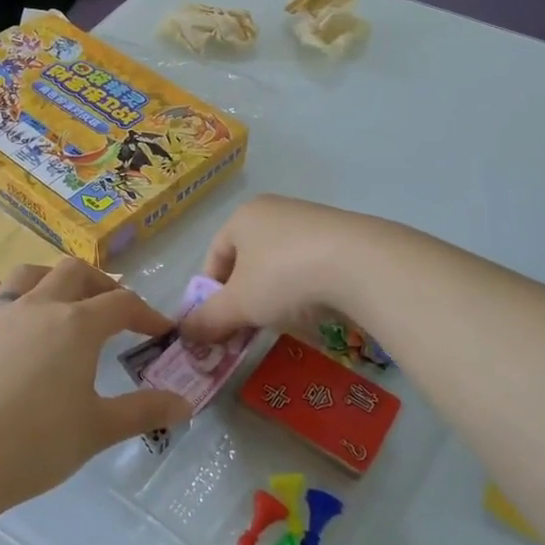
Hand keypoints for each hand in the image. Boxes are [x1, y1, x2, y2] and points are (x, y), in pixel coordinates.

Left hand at [0, 259, 192, 522]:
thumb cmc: (35, 445)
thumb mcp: (97, 430)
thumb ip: (144, 411)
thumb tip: (185, 403)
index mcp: (76, 326)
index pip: (122, 304)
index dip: (146, 313)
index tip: (160, 331)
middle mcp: (37, 306)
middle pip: (74, 273)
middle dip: (100, 284)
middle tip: (112, 308)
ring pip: (27, 274)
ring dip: (50, 279)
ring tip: (60, 299)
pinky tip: (2, 307)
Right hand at [178, 195, 376, 343]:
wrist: (361, 264)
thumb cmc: (283, 276)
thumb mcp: (239, 304)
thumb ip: (209, 319)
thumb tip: (184, 333)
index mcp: (243, 217)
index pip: (214, 255)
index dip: (210, 292)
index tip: (217, 323)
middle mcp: (275, 211)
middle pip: (247, 260)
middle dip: (244, 298)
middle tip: (247, 329)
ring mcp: (311, 221)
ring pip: (280, 265)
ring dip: (274, 296)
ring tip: (284, 322)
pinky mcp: (342, 237)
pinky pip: (311, 267)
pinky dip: (305, 290)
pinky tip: (315, 311)